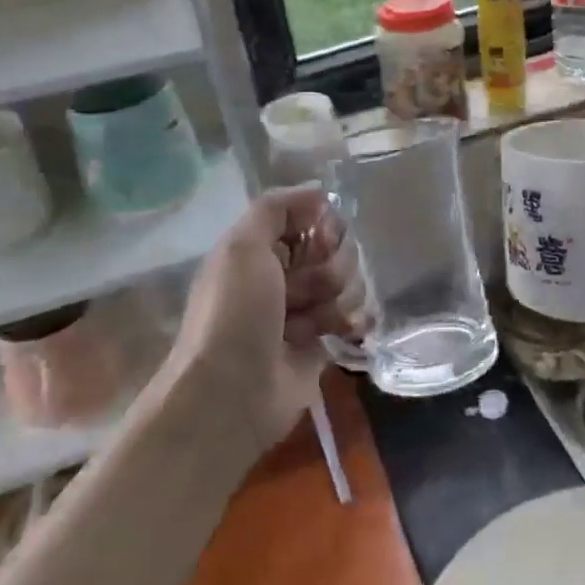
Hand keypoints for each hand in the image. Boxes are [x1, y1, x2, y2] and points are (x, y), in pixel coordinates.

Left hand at [160, 187, 366, 452]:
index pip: (308, 218)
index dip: (321, 224)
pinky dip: (352, 320)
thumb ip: (276, 208)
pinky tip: (346, 330)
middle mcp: (280, 276)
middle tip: (305, 289)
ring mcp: (302, 311)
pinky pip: (353, 316)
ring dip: (335, 297)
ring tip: (312, 322)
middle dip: (329, 265)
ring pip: (346, 282)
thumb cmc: (235, 313)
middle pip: (332, 250)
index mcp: (258, 250)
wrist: (231, 393)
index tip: (322, 237)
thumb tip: (318, 191)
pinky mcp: (320, 343)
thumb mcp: (242, 246)